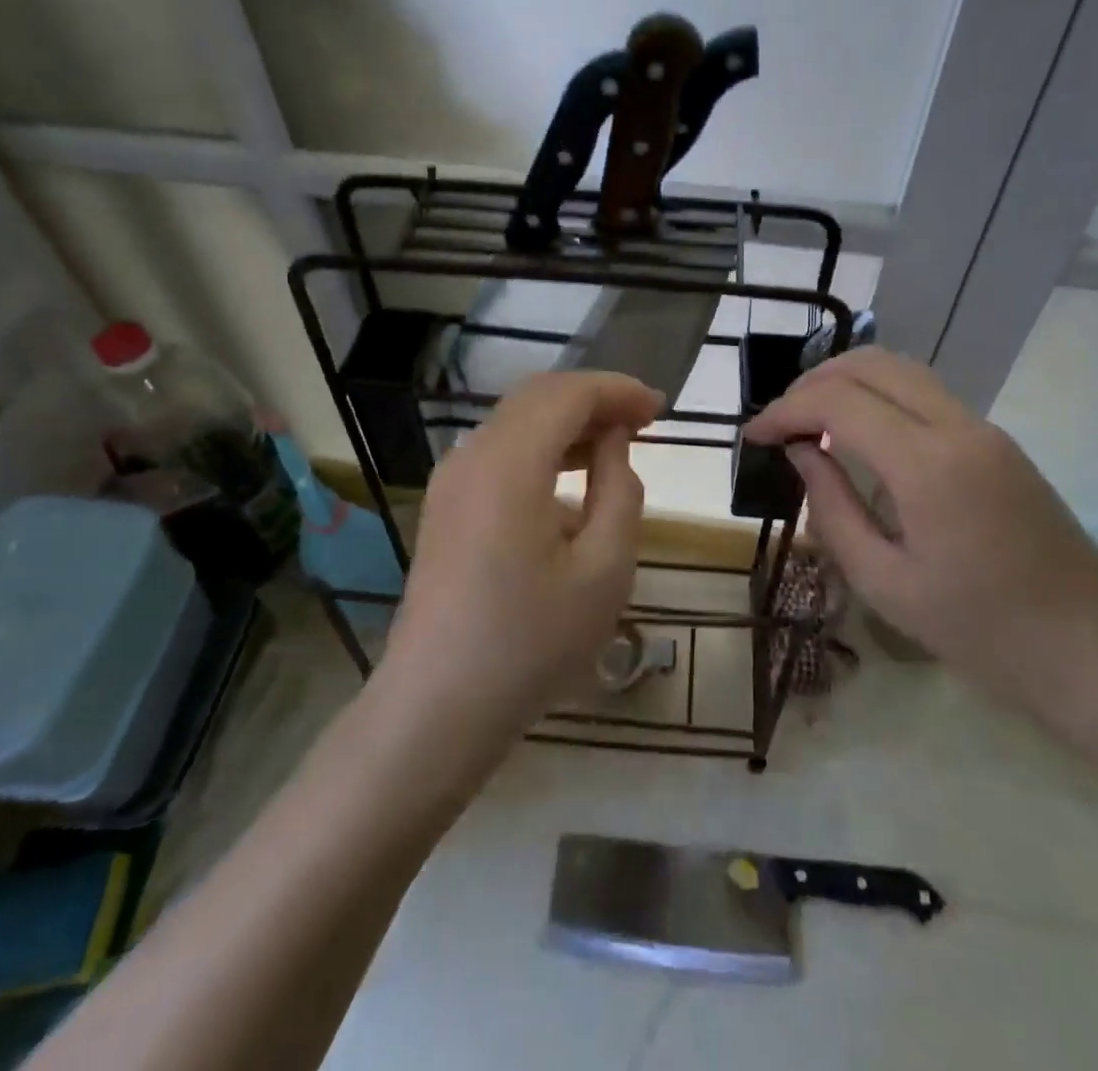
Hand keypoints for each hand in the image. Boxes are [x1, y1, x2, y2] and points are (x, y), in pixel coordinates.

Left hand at [380, 371, 662, 735]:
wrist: (438, 706)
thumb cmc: (532, 642)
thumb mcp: (604, 570)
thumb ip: (620, 491)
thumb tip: (613, 444)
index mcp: (508, 464)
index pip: (568, 394)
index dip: (617, 390)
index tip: (660, 408)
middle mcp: (471, 456)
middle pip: (537, 398)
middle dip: (593, 399)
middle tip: (643, 421)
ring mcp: (451, 481)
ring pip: (516, 423)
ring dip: (567, 422)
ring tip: (614, 445)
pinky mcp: (446, 506)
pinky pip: (499, 453)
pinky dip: (540, 449)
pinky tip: (569, 483)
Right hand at [743, 348, 1097, 710]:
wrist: (1089, 648)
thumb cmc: (978, 631)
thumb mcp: (883, 582)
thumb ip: (832, 507)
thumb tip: (801, 453)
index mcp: (927, 465)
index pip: (838, 402)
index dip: (785, 410)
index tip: (754, 437)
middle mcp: (958, 427)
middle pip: (871, 364)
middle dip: (813, 383)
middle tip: (780, 424)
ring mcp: (984, 428)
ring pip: (900, 369)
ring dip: (846, 382)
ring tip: (810, 423)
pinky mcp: (996, 441)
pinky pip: (924, 394)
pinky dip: (878, 396)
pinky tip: (857, 435)